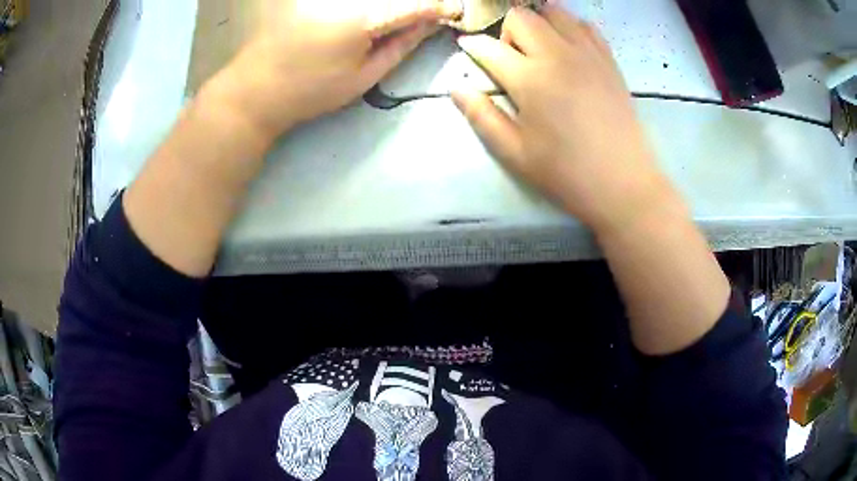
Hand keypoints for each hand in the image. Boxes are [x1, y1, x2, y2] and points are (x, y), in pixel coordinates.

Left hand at [208, 0, 461, 140]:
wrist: (256, 90)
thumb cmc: (311, 91)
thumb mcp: (363, 77)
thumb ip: (400, 45)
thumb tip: (429, 24)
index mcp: (360, 19)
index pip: (411, 5)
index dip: (438, 6)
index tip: (454, 10)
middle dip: (415, 2)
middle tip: (427, 12)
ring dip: (389, 4)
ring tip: (395, 20)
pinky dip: (366, 4)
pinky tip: (371, 14)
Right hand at [453, 6, 675, 232]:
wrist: (623, 184)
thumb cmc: (566, 173)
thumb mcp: (514, 153)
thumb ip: (481, 116)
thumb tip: (457, 88)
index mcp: (529, 79)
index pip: (489, 47)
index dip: (472, 45)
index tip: (468, 48)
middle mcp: (557, 55)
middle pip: (521, 16)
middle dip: (507, 31)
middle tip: (512, 58)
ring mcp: (587, 54)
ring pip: (555, 12)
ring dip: (539, 23)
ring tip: (540, 49)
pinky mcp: (608, 60)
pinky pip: (586, 26)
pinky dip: (570, 28)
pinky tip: (569, 50)